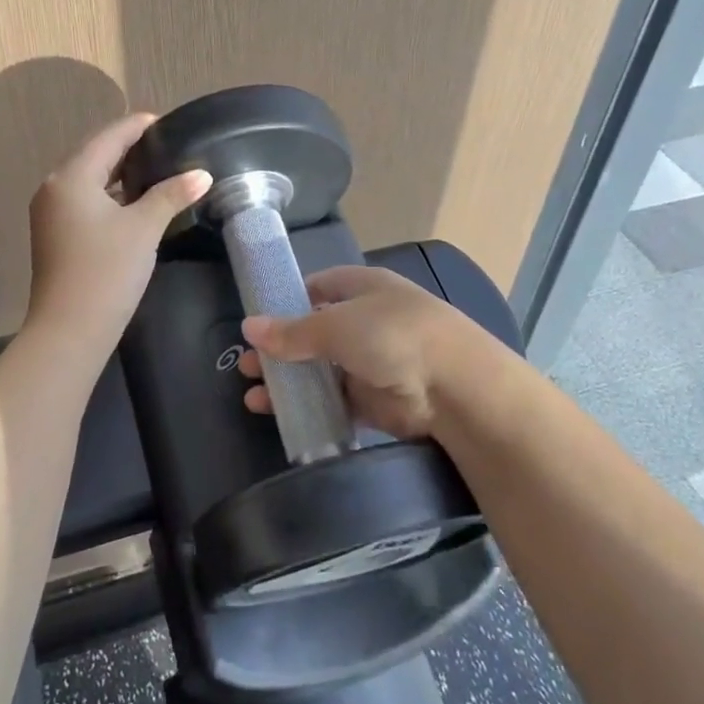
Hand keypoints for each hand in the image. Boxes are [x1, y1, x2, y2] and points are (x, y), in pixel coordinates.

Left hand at [25, 113, 210, 346]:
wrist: (68, 331)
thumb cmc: (106, 271)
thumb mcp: (143, 228)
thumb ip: (171, 195)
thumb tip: (202, 174)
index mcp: (72, 177)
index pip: (109, 137)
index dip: (138, 126)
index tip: (167, 122)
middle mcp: (54, 187)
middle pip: (96, 155)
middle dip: (129, 148)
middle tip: (167, 145)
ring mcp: (51, 212)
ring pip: (90, 180)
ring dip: (120, 174)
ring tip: (157, 170)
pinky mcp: (55, 234)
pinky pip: (85, 200)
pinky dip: (109, 195)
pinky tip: (134, 202)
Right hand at [239, 265, 466, 441]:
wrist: (455, 388)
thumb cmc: (393, 335)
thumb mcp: (336, 325)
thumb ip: (292, 332)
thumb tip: (249, 327)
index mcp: (362, 288)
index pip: (319, 287)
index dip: (288, 300)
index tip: (259, 319)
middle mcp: (367, 322)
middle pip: (315, 333)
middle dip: (281, 349)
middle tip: (247, 365)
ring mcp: (372, 363)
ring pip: (321, 371)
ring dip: (290, 382)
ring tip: (253, 395)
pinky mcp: (376, 401)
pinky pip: (335, 402)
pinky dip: (310, 408)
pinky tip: (281, 416)